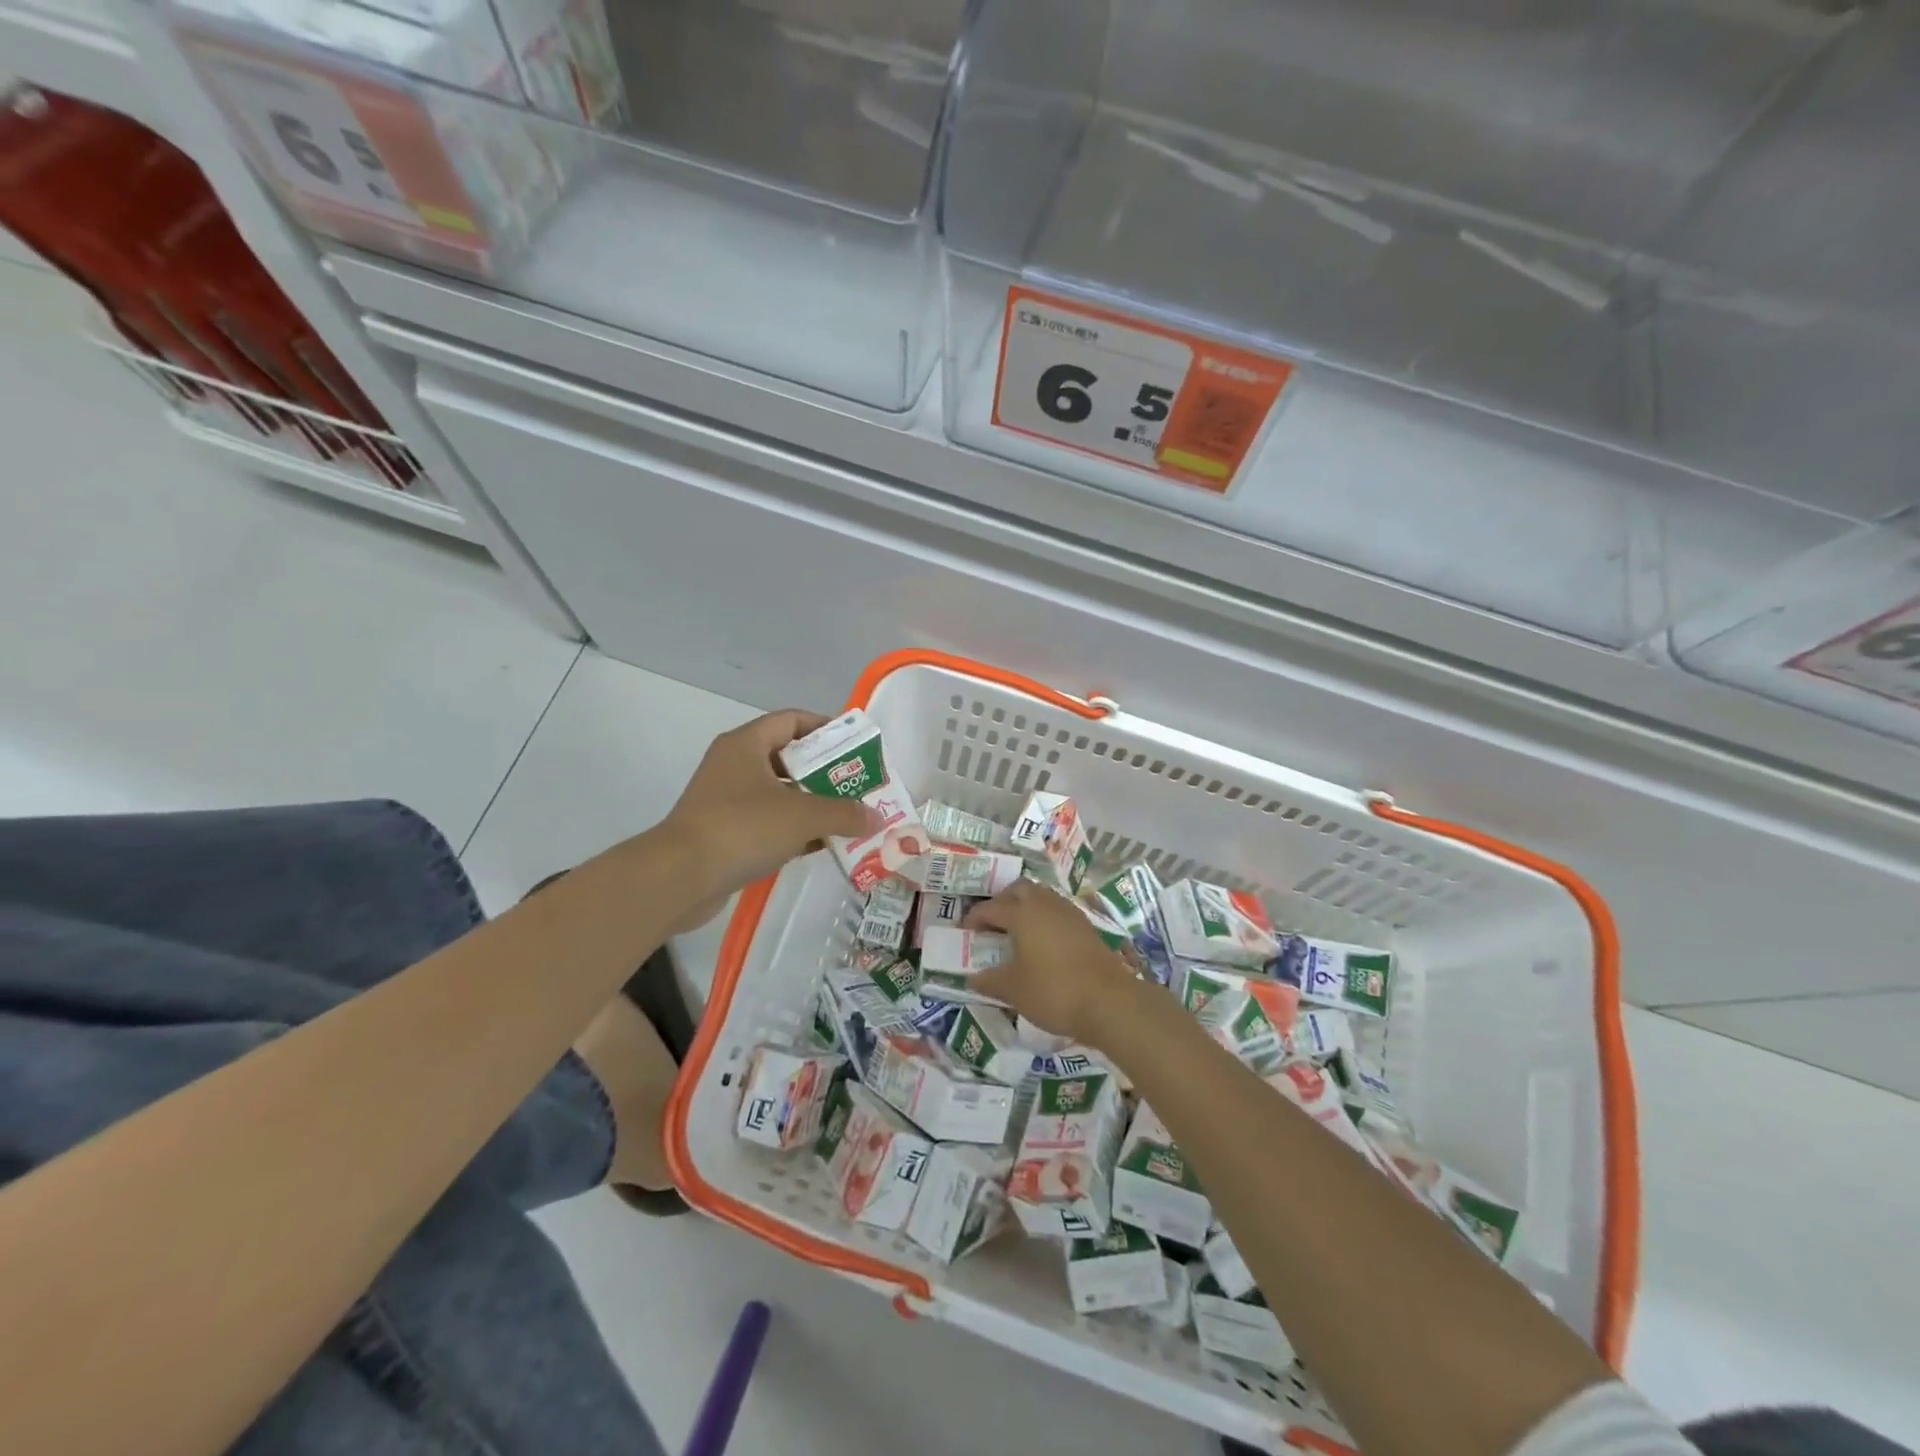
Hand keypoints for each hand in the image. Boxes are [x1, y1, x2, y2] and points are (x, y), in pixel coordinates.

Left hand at [659, 711, 880, 924]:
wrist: (679, 878)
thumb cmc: (742, 828)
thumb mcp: (803, 816)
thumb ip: (844, 813)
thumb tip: (877, 817)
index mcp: (747, 744)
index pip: (793, 720)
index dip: (826, 728)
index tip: (856, 746)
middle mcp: (734, 765)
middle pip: (789, 759)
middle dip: (827, 773)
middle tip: (860, 787)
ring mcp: (727, 801)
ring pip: (780, 794)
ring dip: (813, 805)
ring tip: (849, 817)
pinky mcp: (725, 833)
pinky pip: (768, 823)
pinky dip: (795, 831)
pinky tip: (822, 845)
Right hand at [965, 881, 1141, 1047]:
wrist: (1109, 1001)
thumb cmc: (1054, 991)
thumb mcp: (1014, 990)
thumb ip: (990, 980)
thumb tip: (972, 977)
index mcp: (1022, 914)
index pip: (991, 908)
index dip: (974, 918)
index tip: (964, 932)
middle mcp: (1045, 904)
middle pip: (1019, 890)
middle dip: (1002, 902)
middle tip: (992, 924)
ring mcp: (1069, 912)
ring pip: (1041, 896)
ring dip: (1025, 907)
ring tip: (1016, 932)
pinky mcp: (1086, 925)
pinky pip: (1057, 910)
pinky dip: (1044, 918)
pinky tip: (1042, 942)